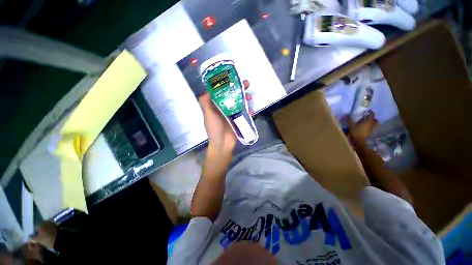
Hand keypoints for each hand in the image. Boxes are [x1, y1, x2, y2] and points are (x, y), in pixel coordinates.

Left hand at [199, 80, 250, 153]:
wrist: (222, 144)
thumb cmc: (214, 129)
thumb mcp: (207, 114)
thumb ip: (205, 102)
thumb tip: (208, 90)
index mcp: (216, 106)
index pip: (221, 92)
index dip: (227, 85)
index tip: (234, 79)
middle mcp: (224, 108)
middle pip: (232, 96)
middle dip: (239, 90)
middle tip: (247, 84)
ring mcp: (232, 114)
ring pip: (239, 103)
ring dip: (245, 99)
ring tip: (250, 98)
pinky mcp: (238, 120)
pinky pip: (245, 113)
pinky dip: (249, 111)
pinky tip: (252, 111)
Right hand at [347, 110, 378, 145]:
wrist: (360, 140)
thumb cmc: (356, 132)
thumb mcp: (351, 125)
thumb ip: (349, 119)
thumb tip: (347, 114)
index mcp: (368, 121)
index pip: (372, 114)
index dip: (370, 112)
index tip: (367, 111)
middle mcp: (372, 124)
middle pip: (375, 119)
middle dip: (373, 118)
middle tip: (368, 117)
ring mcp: (373, 129)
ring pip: (375, 124)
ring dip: (373, 122)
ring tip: (368, 122)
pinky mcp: (371, 132)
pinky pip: (373, 127)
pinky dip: (372, 126)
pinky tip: (367, 127)